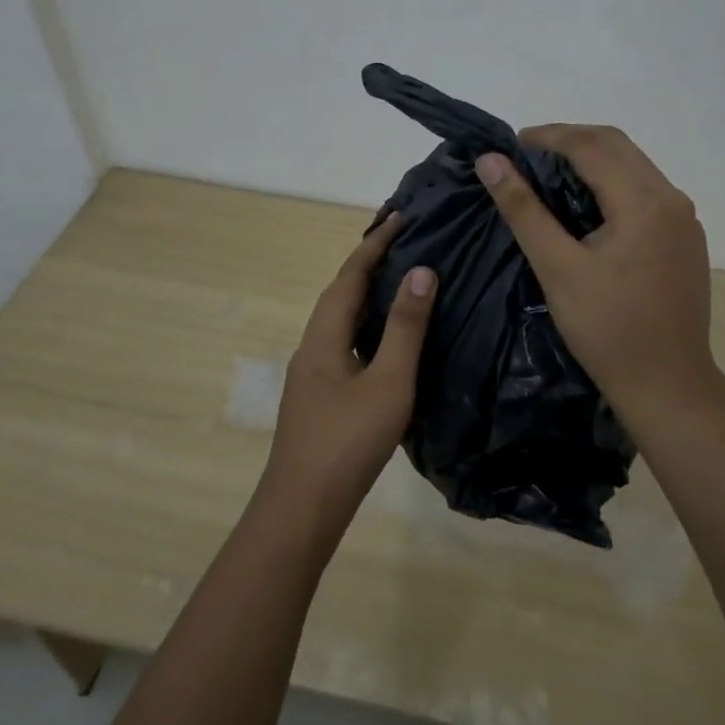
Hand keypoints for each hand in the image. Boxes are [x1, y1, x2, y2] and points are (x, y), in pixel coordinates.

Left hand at [258, 213, 436, 535]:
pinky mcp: (320, 396)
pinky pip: (345, 342)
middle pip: (340, 293)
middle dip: (369, 264)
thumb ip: (405, 327)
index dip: (375, 244)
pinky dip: (366, 325)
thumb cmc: (347, 442)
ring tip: (400, 281)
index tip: (400, 216)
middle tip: (405, 242)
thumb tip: (421, 271)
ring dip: (366, 294)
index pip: (350, 276)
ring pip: (341, 320)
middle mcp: (313, 346)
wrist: (302, 509)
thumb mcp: (388, 383)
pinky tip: (385, 340)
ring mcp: (313, 374)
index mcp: (324, 336)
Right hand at [476, 125, 718, 419]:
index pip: (592, 145)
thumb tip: (491, 161)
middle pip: (617, 146)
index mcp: (644, 201)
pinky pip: (646, 191)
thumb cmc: (608, 330)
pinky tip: (586, 205)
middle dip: (570, 141)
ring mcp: (685, 219)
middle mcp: (672, 198)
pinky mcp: (686, 239)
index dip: (548, 137)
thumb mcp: (558, 269)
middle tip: (526, 156)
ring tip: (549, 176)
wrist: (668, 386)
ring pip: (634, 166)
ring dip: (592, 160)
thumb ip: (524, 210)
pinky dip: (612, 183)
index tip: (510, 145)